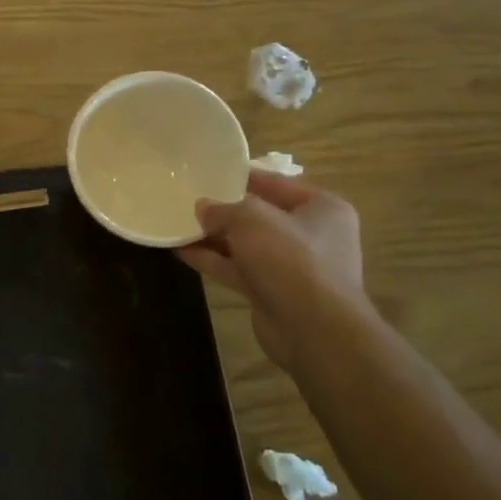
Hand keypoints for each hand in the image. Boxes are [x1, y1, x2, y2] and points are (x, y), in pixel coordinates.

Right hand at [179, 171, 365, 371]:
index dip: (242, 176)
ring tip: (179, 223)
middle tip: (190, 198)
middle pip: (260, 215)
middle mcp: (311, 235)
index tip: (210, 170)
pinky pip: (238, 269)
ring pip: (246, 244)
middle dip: (225, 210)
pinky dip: (213, 260)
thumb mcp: (252, 219)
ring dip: (214, 237)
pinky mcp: (273, 292)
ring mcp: (291, 266)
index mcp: (322, 208)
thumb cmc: (291, 258)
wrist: (313, 329)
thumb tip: (203, 207)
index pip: (277, 183)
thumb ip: (224, 209)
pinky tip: (181, 251)